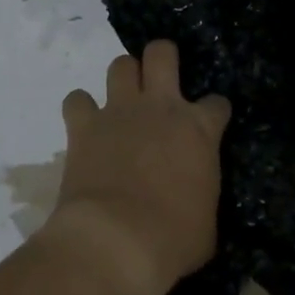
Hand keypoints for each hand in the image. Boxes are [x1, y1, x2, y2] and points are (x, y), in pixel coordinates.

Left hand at [36, 40, 230, 294]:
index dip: (214, 112)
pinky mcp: (84, 126)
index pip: (217, 103)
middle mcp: (161, 108)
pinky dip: (81, 109)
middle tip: (161, 80)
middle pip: (161, 53)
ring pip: (120, 65)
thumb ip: (203, 195)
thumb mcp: (208, 222)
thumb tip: (196, 202)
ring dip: (123, 78)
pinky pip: (76, 100)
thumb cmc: (174, 239)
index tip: (210, 125)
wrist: (117, 241)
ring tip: (124, 100)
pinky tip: (86, 125)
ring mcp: (120, 112)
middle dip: (163, 58)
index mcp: (200, 130)